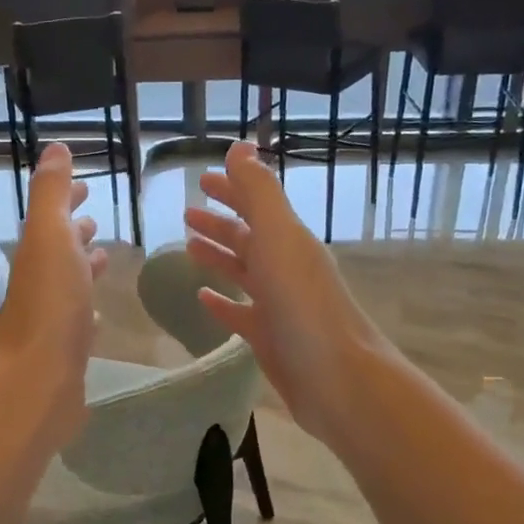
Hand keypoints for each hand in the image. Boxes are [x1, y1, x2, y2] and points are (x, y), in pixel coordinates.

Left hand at [0, 143, 107, 439]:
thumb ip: (52, 193)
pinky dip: (89, 307)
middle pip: (60, 249)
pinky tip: (99, 313)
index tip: (85, 186)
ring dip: (84, 267)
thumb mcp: (50, 236)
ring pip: (71, 283)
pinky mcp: (66, 349)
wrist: (38, 380)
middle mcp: (41, 282)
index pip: (52, 217)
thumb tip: (55, 148)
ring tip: (105, 258)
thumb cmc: (51, 303)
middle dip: (76, 232)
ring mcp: (53, 318)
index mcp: (38, 253)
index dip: (67, 199)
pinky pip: (79, 320)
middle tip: (96, 220)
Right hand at [184, 140, 390, 443]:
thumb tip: (240, 146)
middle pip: (247, 238)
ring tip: (188, 248)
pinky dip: (221, 302)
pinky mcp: (269, 338)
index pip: (255, 205)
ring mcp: (278, 305)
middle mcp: (285, 268)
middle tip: (187, 214)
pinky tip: (201, 298)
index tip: (202, 180)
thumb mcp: (279, 237)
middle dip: (219, 223)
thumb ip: (258, 192)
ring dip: (218, 257)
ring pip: (242, 273)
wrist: (337, 377)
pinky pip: (239, 314)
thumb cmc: (303, 303)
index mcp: (289, 240)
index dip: (231, 189)